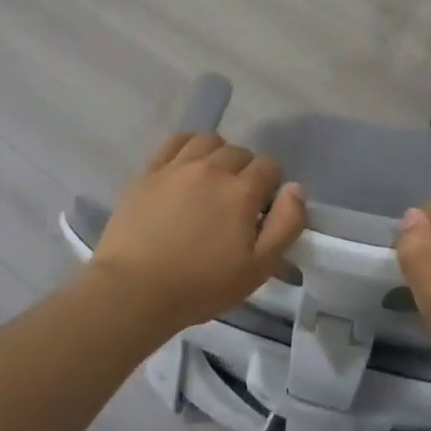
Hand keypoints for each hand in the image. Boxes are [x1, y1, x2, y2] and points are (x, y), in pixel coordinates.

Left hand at [90, 132, 305, 333]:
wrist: (135, 290)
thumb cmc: (201, 285)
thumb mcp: (259, 267)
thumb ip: (286, 224)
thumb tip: (296, 188)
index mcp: (241, 190)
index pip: (269, 166)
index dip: (270, 185)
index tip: (260, 210)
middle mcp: (212, 168)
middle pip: (239, 152)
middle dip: (245, 172)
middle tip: (235, 202)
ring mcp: (177, 166)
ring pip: (208, 140)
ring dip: (217, 154)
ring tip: (211, 180)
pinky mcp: (149, 171)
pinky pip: (175, 141)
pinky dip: (187, 146)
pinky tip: (186, 165)